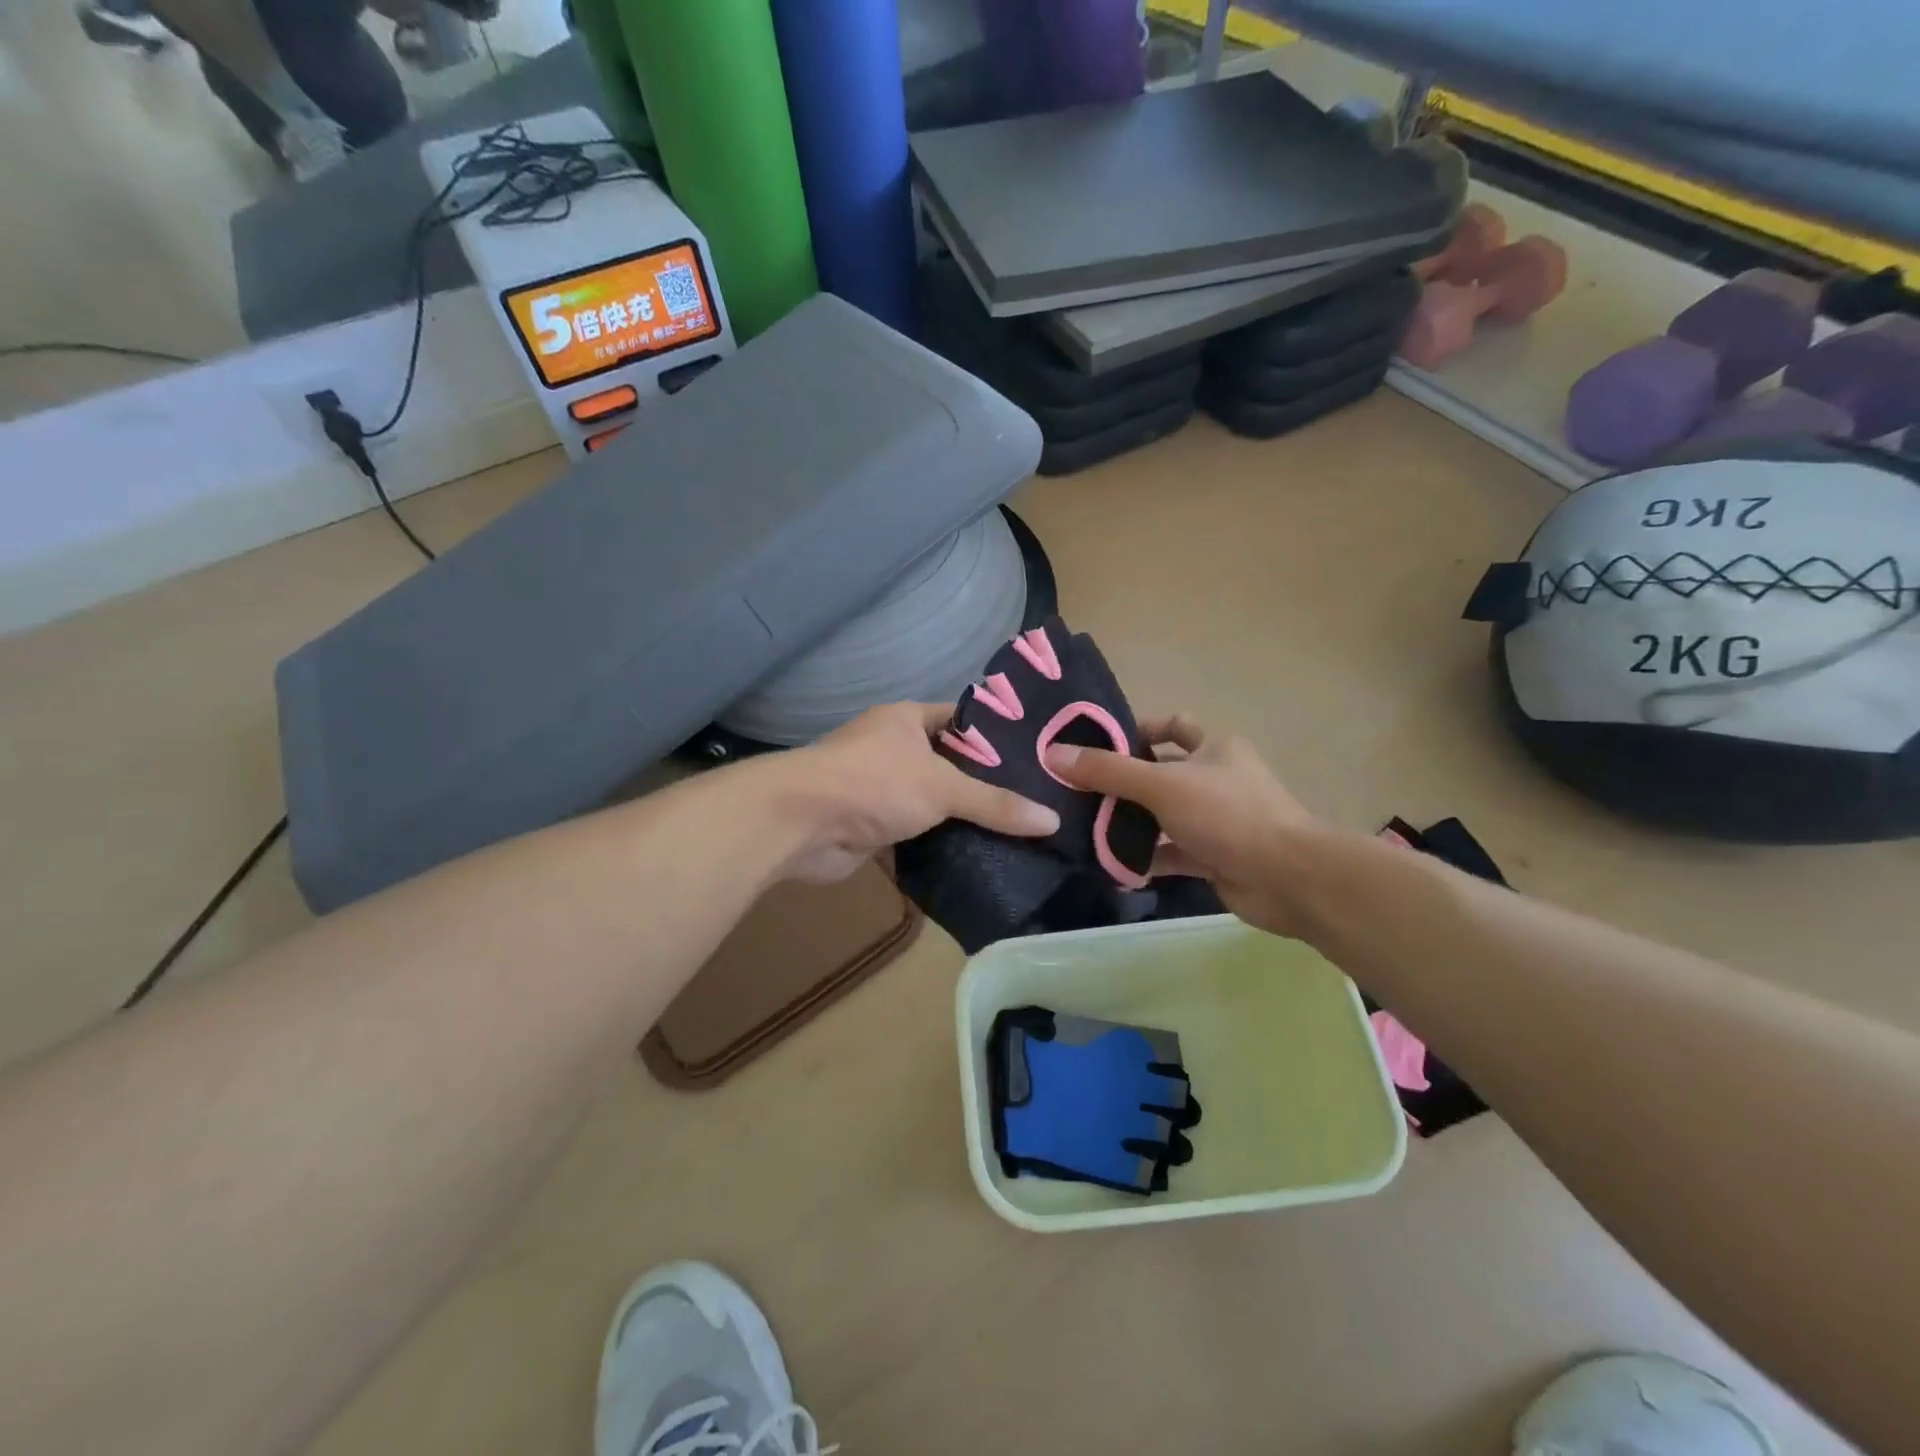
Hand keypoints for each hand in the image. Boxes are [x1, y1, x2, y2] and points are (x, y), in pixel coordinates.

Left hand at [775, 703, 1059, 883]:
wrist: (800, 824)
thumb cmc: (873, 783)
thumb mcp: (943, 787)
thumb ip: (995, 803)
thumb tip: (1052, 819)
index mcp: (905, 720)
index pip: (961, 720)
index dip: (995, 735)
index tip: (1035, 757)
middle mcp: (890, 748)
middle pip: (947, 765)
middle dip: (982, 784)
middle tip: (1034, 803)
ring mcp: (877, 789)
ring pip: (929, 802)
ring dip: (958, 820)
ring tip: (1015, 834)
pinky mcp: (869, 827)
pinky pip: (912, 835)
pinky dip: (935, 847)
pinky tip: (975, 860)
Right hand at [1044, 715, 1319, 936]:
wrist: (1287, 878)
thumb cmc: (1227, 814)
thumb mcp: (1162, 785)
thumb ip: (1108, 770)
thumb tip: (1053, 754)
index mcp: (1214, 746)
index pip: (1172, 725)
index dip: (1137, 730)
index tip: (1097, 746)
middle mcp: (1216, 778)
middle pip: (1160, 773)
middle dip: (1123, 784)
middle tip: (1078, 793)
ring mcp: (1216, 819)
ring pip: (1163, 816)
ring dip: (1130, 824)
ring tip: (1085, 830)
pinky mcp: (1214, 856)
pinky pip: (1171, 853)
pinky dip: (1145, 859)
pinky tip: (1113, 868)